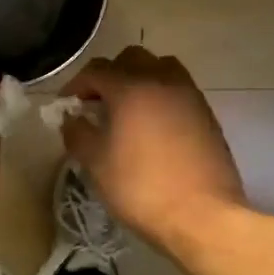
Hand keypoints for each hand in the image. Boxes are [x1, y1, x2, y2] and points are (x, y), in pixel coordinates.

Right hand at [61, 47, 244, 249]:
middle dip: (110, 75)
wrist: (202, 216)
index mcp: (131, 88)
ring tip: (128, 109)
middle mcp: (162, 80)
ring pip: (160, 67)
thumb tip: (72, 118)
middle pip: (131, 58)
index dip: (76, 85)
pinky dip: (161, 95)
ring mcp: (189, 95)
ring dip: (140, 79)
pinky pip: (178, 89)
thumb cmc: (141, 187)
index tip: (67, 105)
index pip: (96, 70)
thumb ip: (77, 133)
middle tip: (97, 103)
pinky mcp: (206, 114)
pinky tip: (153, 125)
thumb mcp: (96, 163)